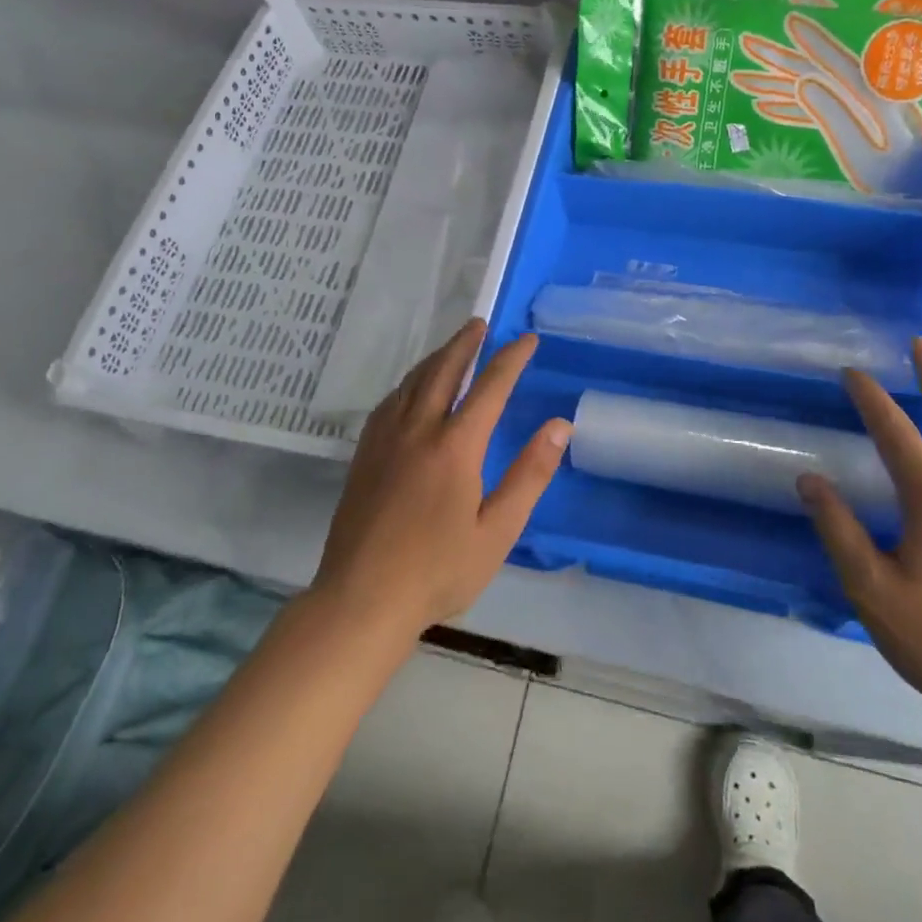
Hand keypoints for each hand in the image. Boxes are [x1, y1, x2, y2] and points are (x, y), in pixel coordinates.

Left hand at [312, 319, 570, 640]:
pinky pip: (389, 402)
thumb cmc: (439, 570)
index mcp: (455, 446)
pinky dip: (408, 383)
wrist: (362, 598)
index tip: (527, 340)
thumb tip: (558, 426)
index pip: (490, 388)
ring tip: (452, 347)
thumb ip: (530, 475)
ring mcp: (385, 440)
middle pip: (443, 371)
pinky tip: (410, 389)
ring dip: (436, 358)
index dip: (511, 360)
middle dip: (465, 344)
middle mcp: (418, 430)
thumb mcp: (498, 530)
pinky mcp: (364, 455)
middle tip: (480, 324)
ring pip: (412, 383)